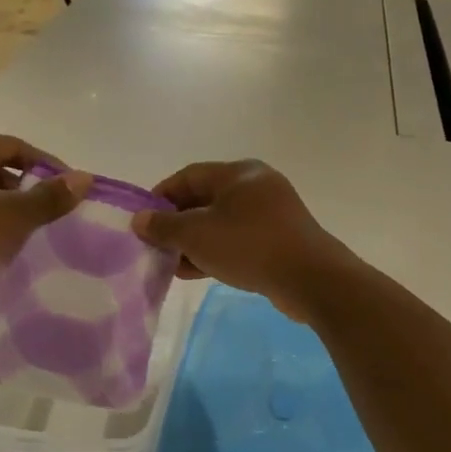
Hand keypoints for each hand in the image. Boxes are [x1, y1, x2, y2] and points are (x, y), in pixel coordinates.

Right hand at [132, 160, 354, 320]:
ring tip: (171, 264)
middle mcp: (256, 186)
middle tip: (155, 245)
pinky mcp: (280, 239)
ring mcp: (271, 213)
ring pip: (221, 222)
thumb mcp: (197, 235)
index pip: (188, 176)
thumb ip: (164, 226)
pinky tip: (197, 272)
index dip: (161, 196)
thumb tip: (140, 220)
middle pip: (205, 199)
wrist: (310, 279)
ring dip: (194, 242)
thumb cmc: (249, 246)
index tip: (142, 220)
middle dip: (177, 223)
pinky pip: (238, 240)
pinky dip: (216, 251)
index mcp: (238, 173)